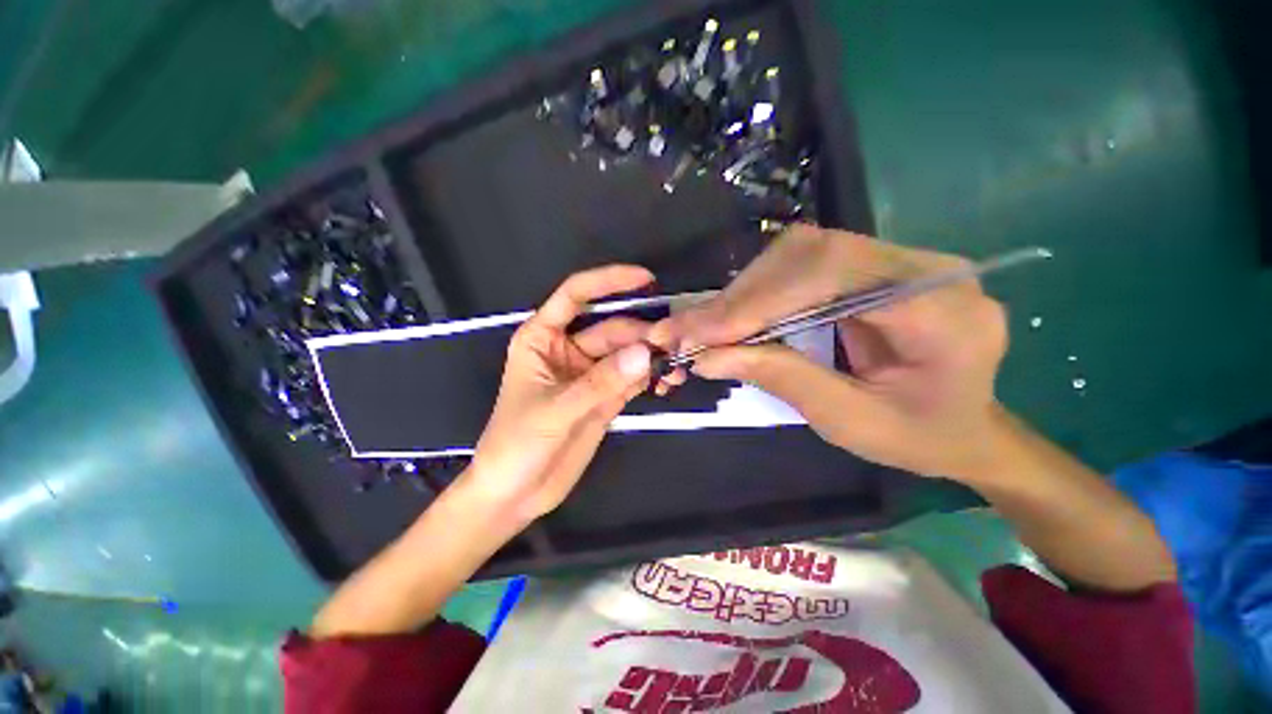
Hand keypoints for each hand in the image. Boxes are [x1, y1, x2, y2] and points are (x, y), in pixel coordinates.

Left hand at [460, 265, 654, 524]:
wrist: (516, 493)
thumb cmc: (516, 445)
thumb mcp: (555, 410)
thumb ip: (600, 382)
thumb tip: (647, 353)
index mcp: (543, 338)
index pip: (576, 296)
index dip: (608, 281)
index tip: (646, 278)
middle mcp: (569, 350)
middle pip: (613, 329)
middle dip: (642, 333)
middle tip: (674, 342)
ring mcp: (591, 374)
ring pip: (627, 353)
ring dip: (652, 355)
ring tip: (678, 362)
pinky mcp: (606, 397)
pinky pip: (633, 377)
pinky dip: (652, 376)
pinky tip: (669, 380)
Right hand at [648, 225, 1007, 479]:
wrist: (966, 426)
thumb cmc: (919, 437)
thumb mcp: (849, 420)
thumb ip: (780, 379)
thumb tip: (706, 358)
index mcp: (942, 310)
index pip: (834, 274)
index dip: (759, 300)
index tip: (703, 334)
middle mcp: (923, 267)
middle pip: (810, 253)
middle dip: (740, 296)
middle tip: (687, 331)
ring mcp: (896, 260)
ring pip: (798, 254)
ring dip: (742, 292)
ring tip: (701, 328)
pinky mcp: (870, 267)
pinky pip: (800, 266)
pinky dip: (756, 293)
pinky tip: (730, 318)